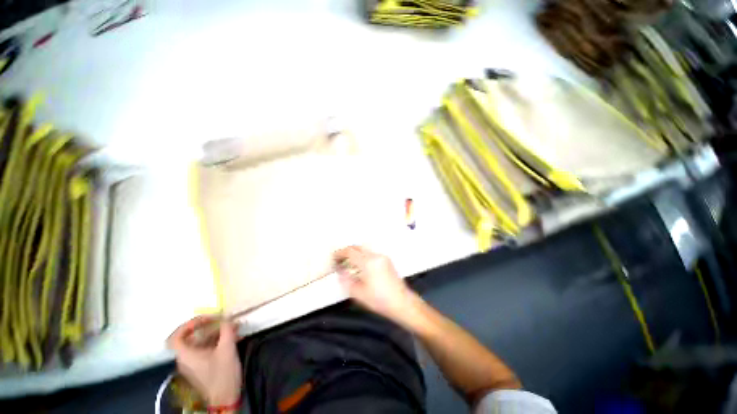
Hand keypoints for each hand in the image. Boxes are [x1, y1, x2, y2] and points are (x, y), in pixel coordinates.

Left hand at [167, 316, 242, 406]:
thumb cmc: (223, 374)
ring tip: (234, 328)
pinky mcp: (202, 367)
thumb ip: (226, 330)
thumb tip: (227, 316)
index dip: (188, 325)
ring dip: (217, 333)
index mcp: (186, 355)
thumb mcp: (227, 349)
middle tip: (224, 320)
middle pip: (191, 337)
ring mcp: (194, 364)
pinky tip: (233, 338)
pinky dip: (218, 341)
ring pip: (202, 342)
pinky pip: (207, 349)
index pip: (176, 337)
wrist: (225, 399)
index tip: (206, 319)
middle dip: (209, 326)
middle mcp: (186, 359)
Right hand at [334, 246, 416, 321]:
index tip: (334, 258)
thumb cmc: (379, 300)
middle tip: (340, 260)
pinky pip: (371, 253)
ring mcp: (382, 257)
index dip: (340, 253)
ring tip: (349, 263)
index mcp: (368, 262)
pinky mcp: (387, 260)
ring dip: (355, 253)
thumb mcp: (359, 293)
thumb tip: (340, 271)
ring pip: (365, 249)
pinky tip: (361, 266)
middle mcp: (375, 256)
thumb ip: (347, 280)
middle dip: (347, 251)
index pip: (350, 252)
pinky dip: (363, 256)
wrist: (401, 302)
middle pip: (358, 247)